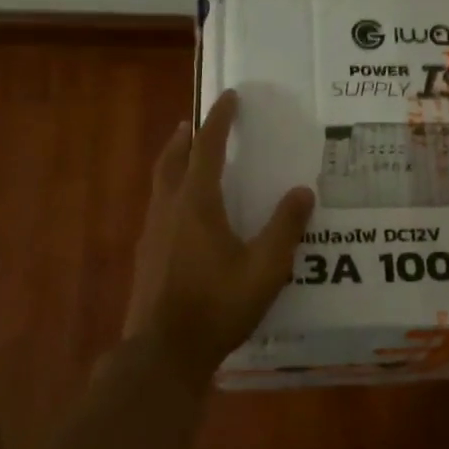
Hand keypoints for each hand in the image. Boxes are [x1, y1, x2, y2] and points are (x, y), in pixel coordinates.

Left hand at [123, 90, 316, 377]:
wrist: (164, 351)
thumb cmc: (218, 305)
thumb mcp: (265, 267)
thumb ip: (285, 227)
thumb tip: (302, 191)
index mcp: (197, 204)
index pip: (207, 148)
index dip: (219, 120)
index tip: (228, 96)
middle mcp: (169, 209)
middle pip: (172, 160)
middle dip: (186, 138)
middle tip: (194, 123)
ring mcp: (152, 234)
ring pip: (160, 184)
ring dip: (173, 163)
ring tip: (187, 159)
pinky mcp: (146, 257)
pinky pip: (158, 209)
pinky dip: (170, 193)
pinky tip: (182, 216)